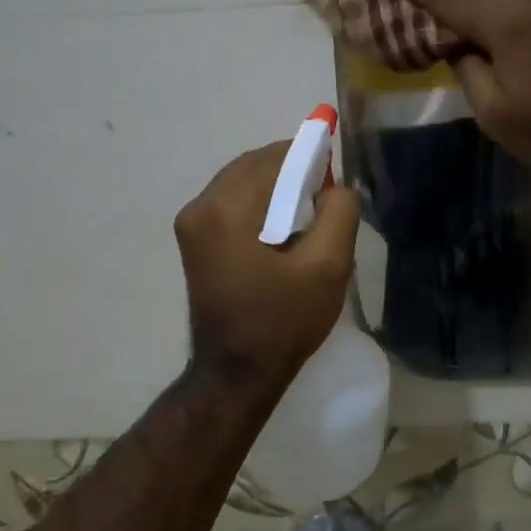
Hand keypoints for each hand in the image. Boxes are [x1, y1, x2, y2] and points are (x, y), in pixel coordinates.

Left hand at [174, 142, 358, 390]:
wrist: (236, 373)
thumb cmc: (283, 322)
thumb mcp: (328, 267)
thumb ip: (340, 212)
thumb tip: (337, 186)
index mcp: (225, 209)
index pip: (275, 158)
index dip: (311, 157)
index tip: (337, 175)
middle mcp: (199, 207)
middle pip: (254, 165)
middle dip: (293, 171)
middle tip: (326, 196)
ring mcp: (191, 224)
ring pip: (242, 182)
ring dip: (276, 187)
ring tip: (308, 214)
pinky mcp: (193, 240)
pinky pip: (232, 202)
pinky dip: (260, 204)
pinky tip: (283, 228)